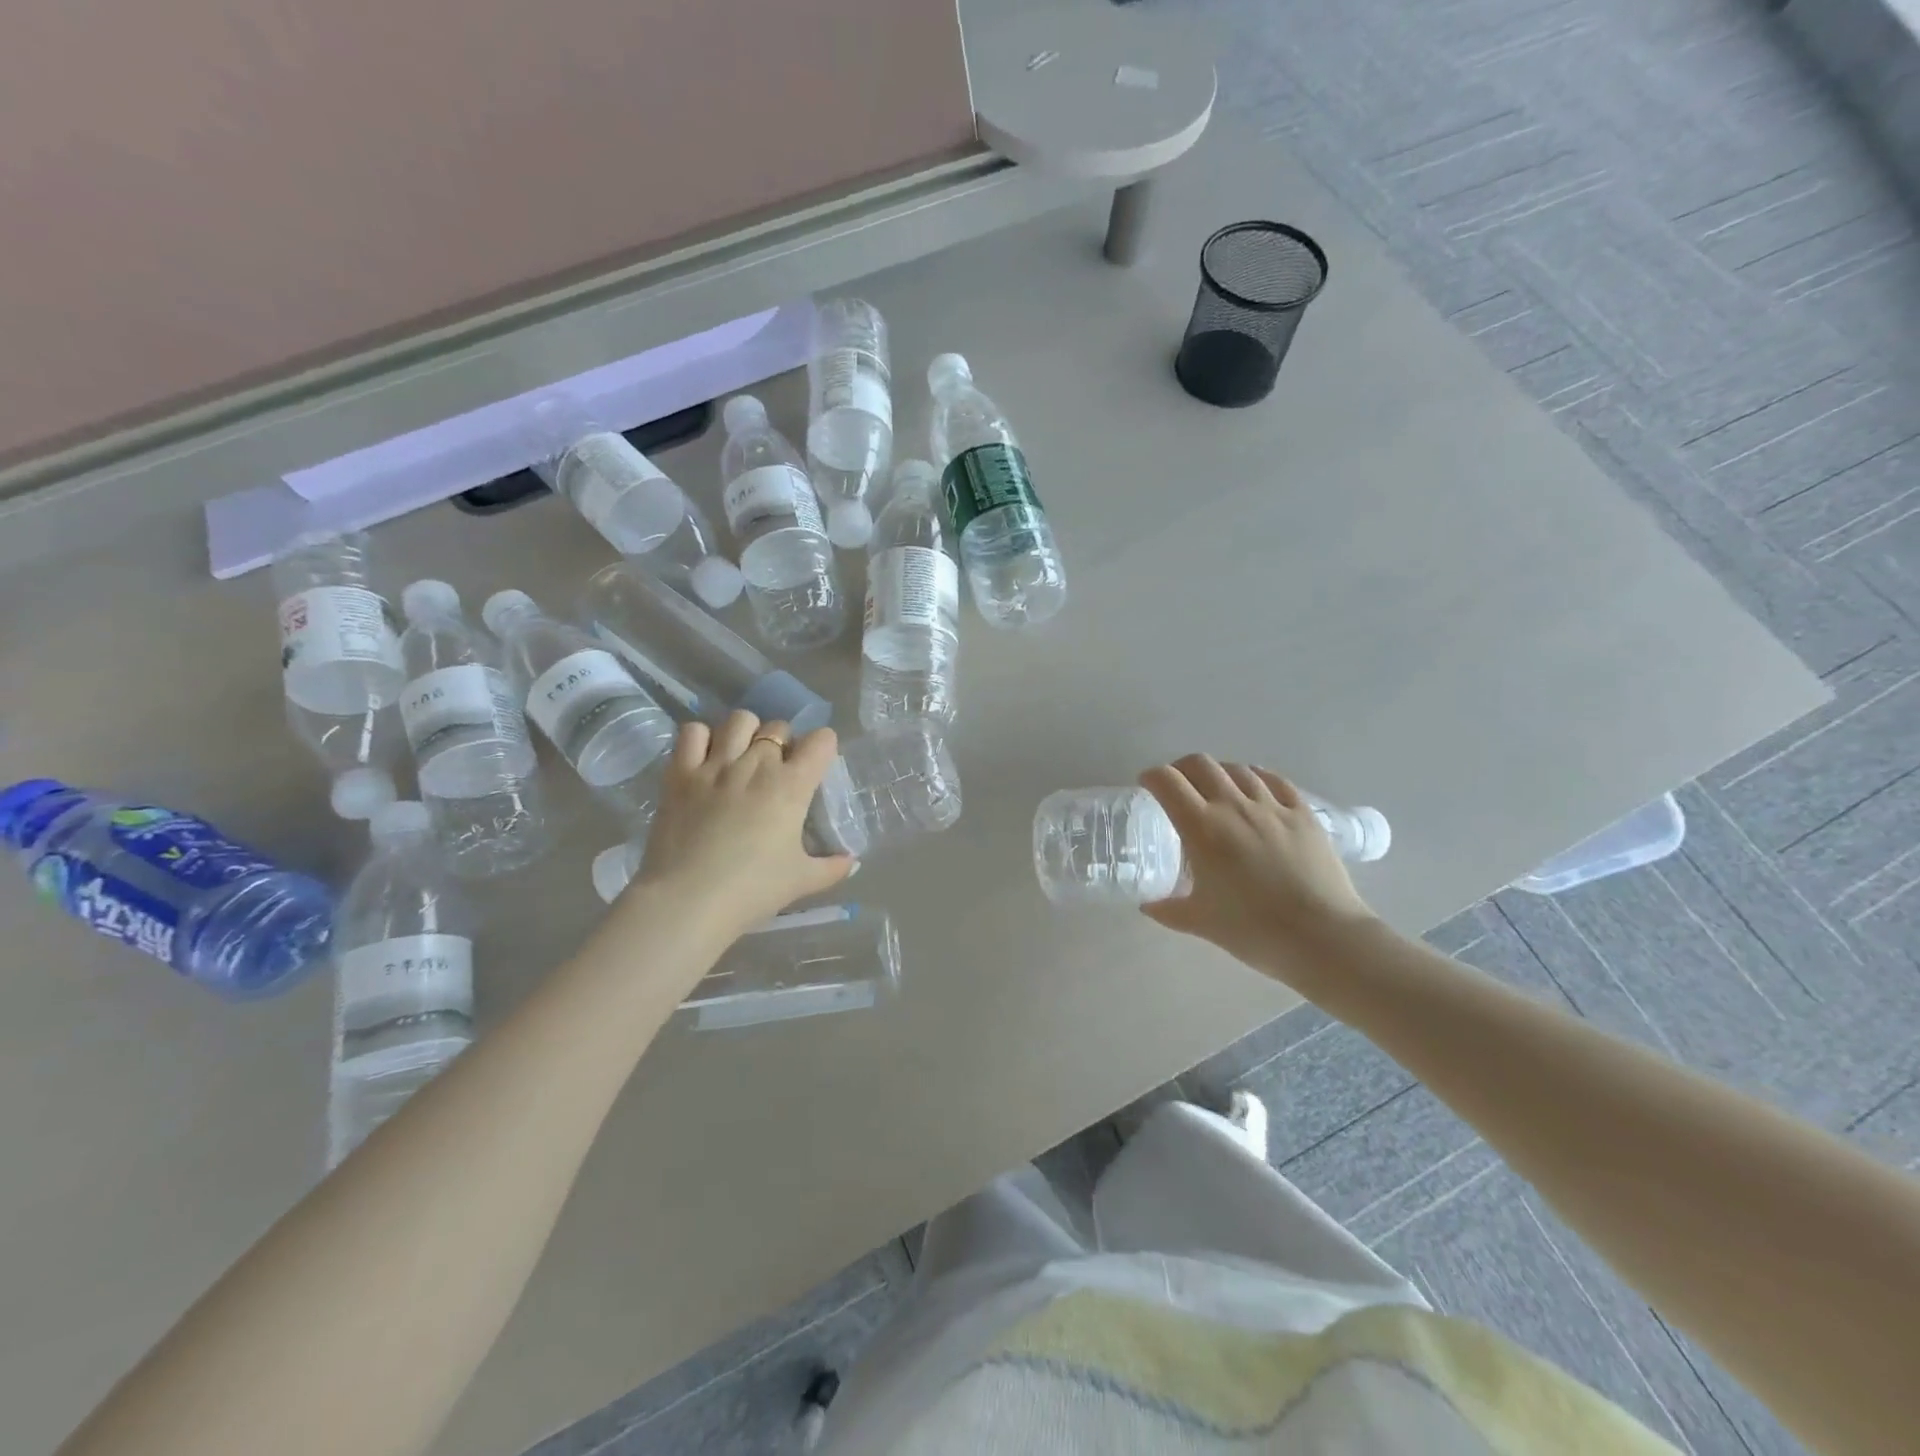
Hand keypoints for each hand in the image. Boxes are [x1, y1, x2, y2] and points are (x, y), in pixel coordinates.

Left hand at [630, 712, 853, 940]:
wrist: (687, 902)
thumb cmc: (752, 890)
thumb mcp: (801, 881)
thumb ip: (832, 868)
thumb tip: (853, 862)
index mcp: (792, 786)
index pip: (821, 740)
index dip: (822, 748)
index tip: (816, 766)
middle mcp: (757, 764)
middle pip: (779, 727)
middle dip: (784, 743)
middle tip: (777, 771)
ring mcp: (715, 765)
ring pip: (739, 720)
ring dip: (746, 733)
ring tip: (742, 756)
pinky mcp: (679, 773)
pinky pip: (692, 732)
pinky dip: (701, 738)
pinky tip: (705, 758)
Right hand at [1138, 755, 1377, 977]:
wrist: (1322, 938)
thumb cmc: (1253, 930)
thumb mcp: (1200, 922)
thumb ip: (1168, 909)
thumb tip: (1148, 905)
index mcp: (1202, 828)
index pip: (1167, 782)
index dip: (1151, 777)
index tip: (1147, 786)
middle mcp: (1234, 806)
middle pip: (1200, 764)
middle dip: (1181, 769)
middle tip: (1177, 787)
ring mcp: (1273, 807)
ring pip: (1238, 769)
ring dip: (1219, 773)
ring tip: (1216, 790)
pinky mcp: (1304, 814)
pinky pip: (1275, 782)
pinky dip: (1257, 778)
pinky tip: (1255, 789)